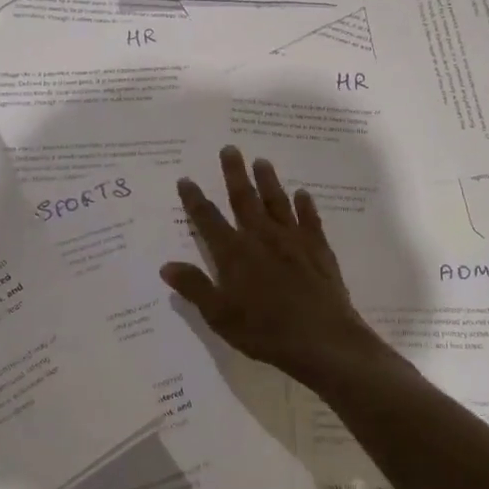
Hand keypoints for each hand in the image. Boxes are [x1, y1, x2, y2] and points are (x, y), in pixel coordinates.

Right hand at [160, 146, 378, 388]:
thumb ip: (194, 288)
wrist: (322, 339)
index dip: (195, 200)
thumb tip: (166, 266)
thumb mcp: (220, 316)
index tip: (186, 180)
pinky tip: (303, 194)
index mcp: (234, 254)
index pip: (208, 220)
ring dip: (268, 181)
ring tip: (261, 161)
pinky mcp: (318, 249)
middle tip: (230, 149)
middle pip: (244, 199)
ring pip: (277, 202)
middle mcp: (261, 237)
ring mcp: (293, 240)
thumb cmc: (265, 331)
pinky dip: (305, 205)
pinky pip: (310, 220)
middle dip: (234, 173)